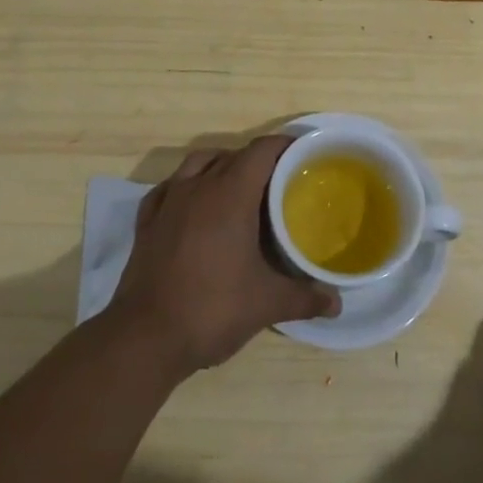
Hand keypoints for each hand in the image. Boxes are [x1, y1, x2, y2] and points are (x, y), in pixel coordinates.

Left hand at [109, 135, 339, 375]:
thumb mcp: (266, 304)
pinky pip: (170, 187)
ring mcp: (168, 201)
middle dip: (257, 160)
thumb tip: (337, 302)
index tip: (304, 153)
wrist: (145, 337)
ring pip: (197, 163)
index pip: (261, 151)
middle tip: (280, 179)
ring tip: (238, 187)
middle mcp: (198, 187)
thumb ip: (305, 297)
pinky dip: (186, 186)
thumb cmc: (212, 309)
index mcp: (230, 194)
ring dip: (220, 165)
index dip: (284, 145)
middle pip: (232, 155)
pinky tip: (192, 204)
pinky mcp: (146, 222)